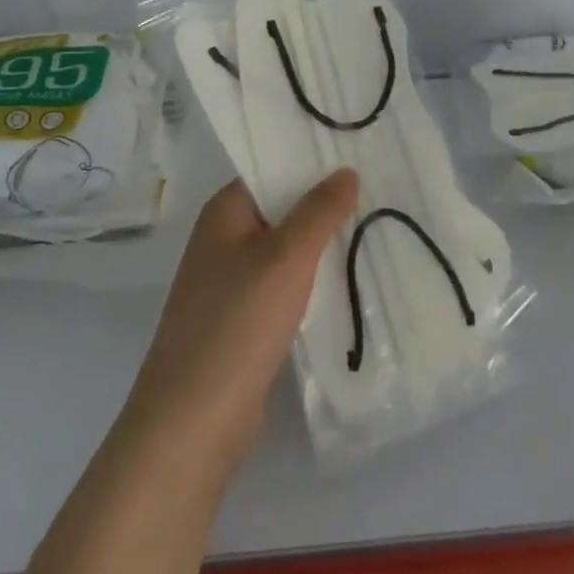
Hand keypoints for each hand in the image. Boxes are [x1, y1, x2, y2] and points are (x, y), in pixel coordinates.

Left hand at [120, 169, 358, 479]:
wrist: (192, 422)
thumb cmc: (237, 323)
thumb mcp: (286, 257)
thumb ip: (319, 211)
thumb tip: (346, 171)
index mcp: (223, 214)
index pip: (270, 169)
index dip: (311, 159)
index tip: (357, 151)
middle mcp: (223, 241)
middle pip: (280, 209)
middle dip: (324, 202)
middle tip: (380, 188)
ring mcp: (230, 284)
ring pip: (285, 250)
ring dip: (322, 243)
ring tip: (375, 227)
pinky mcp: (242, 321)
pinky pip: (284, 286)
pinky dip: (312, 280)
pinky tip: (349, 279)